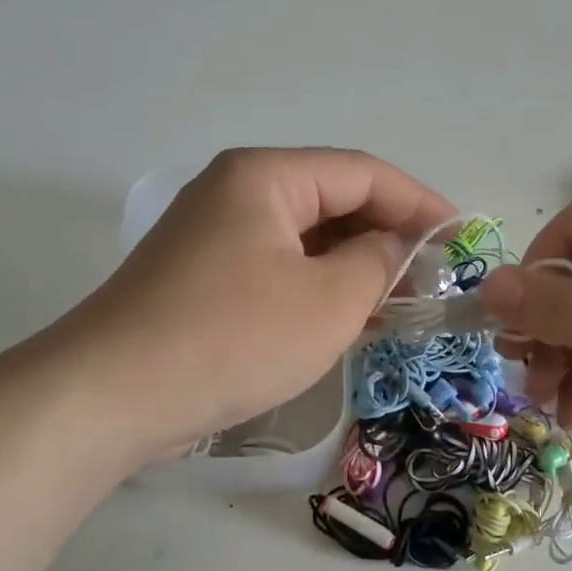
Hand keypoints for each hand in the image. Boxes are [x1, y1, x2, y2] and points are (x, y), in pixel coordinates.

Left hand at [68, 149, 453, 462]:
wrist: (111, 397)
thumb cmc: (232, 337)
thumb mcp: (328, 300)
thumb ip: (379, 262)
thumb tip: (399, 248)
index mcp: (265, 177)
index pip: (362, 173)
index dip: (419, 202)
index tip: (460, 239)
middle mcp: (236, 193)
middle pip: (332, 202)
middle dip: (387, 237)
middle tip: (432, 279)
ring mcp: (214, 237)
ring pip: (306, 240)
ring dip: (355, 268)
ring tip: (401, 304)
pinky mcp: (203, 279)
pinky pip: (278, 269)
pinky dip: (318, 289)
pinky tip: (349, 320)